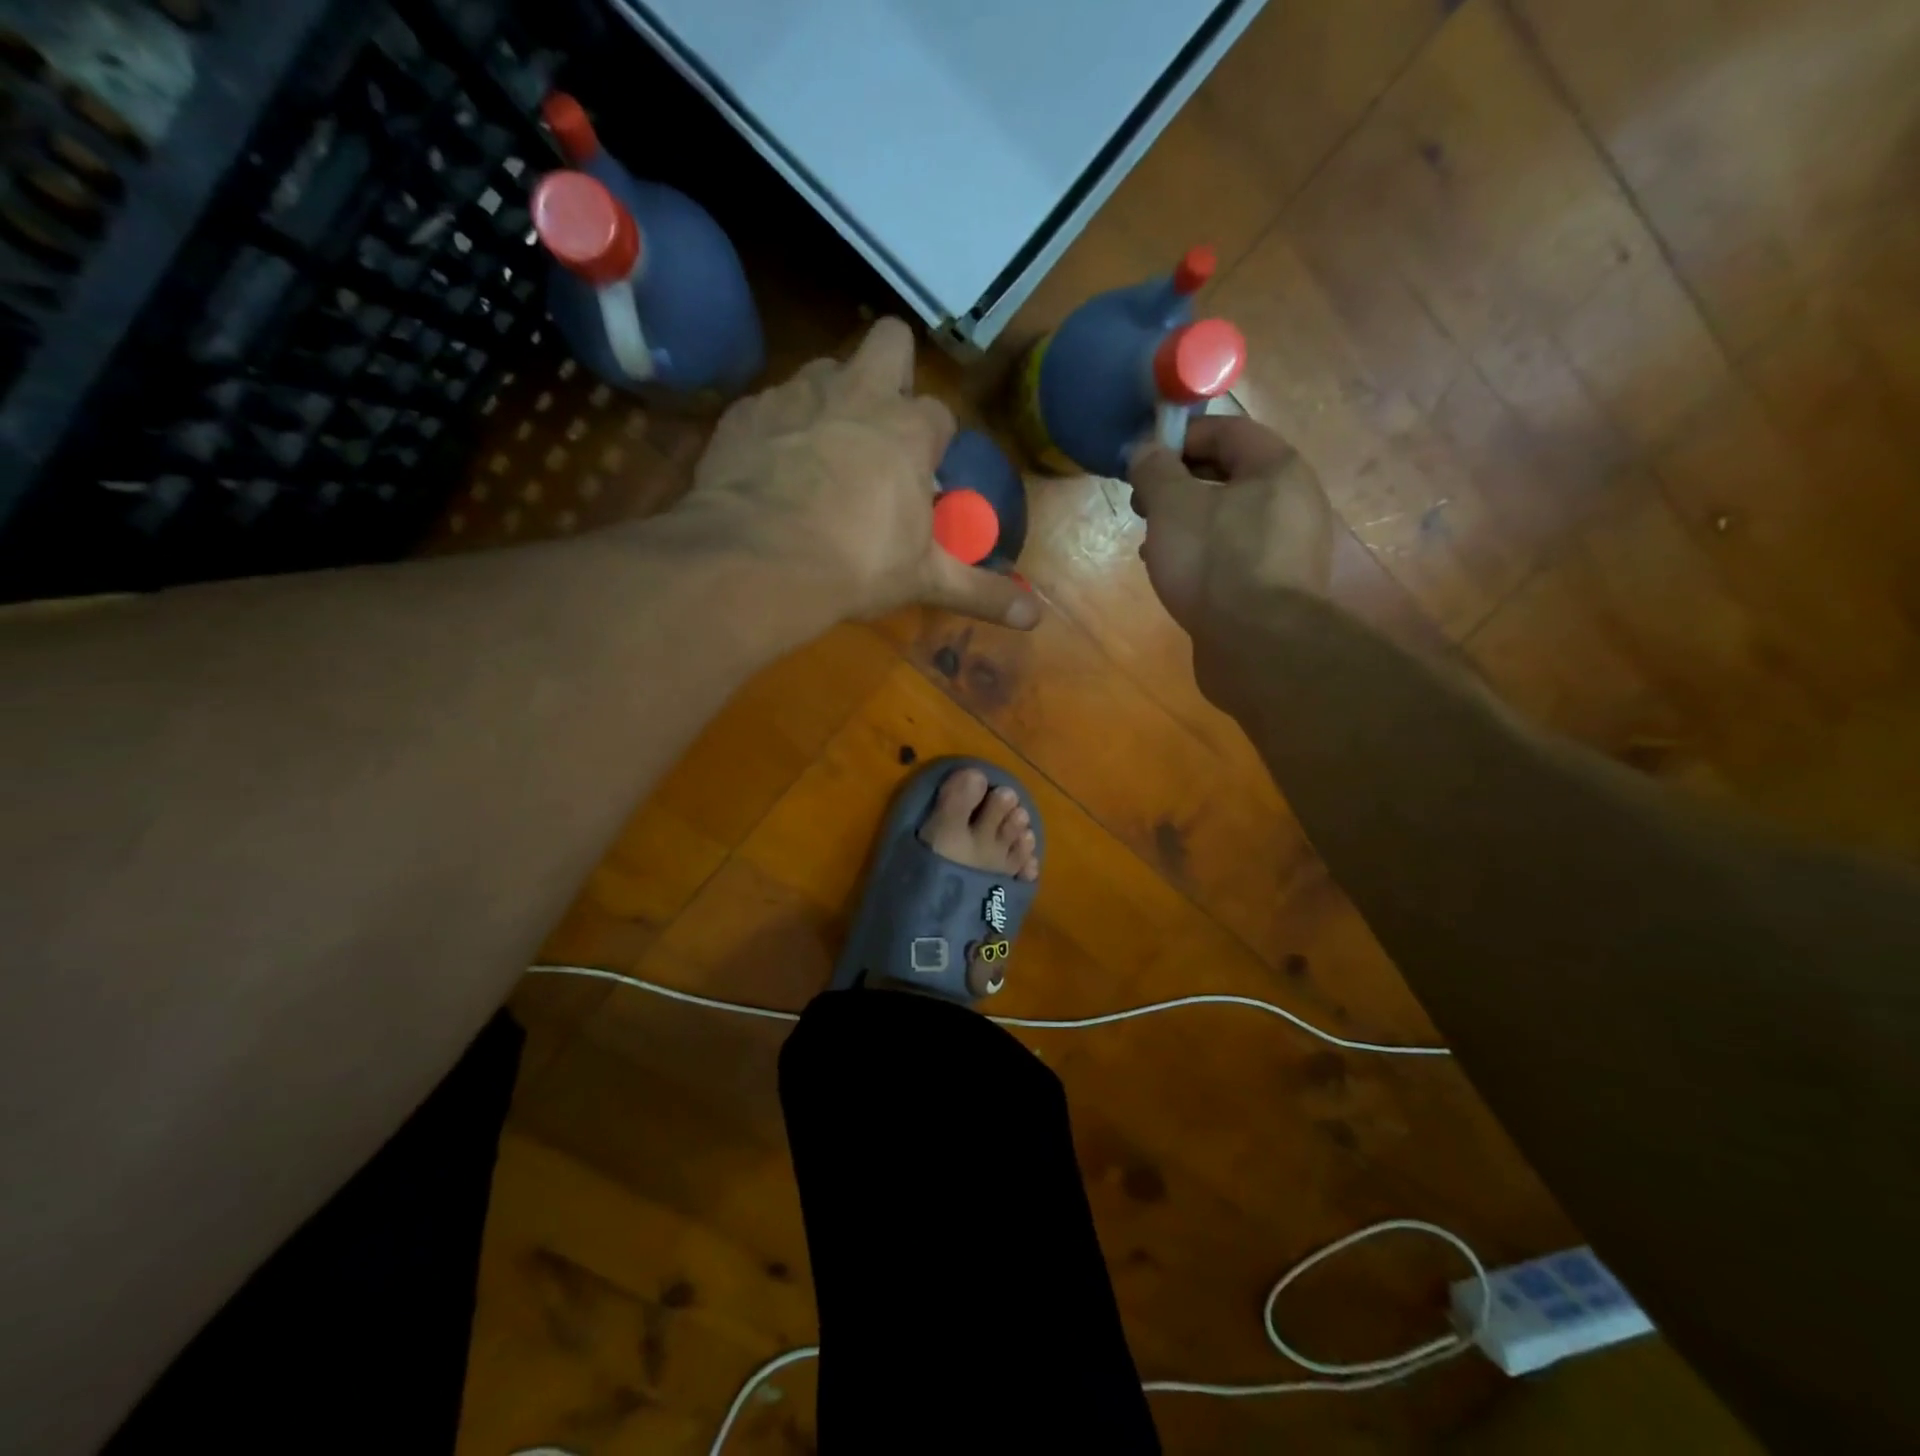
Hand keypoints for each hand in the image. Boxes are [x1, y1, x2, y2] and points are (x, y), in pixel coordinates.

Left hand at [683, 318, 1038, 629]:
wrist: (758, 560)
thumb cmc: (857, 564)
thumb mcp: (925, 579)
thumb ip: (981, 592)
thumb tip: (1034, 617)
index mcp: (909, 430)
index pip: (939, 414)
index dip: (934, 442)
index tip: (924, 475)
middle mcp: (856, 393)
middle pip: (889, 341)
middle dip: (892, 370)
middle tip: (879, 426)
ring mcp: (796, 394)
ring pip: (824, 368)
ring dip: (831, 398)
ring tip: (822, 450)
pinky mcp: (746, 411)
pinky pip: (769, 403)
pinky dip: (777, 427)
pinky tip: (770, 466)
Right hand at [1126, 416, 1334, 640]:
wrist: (1258, 646)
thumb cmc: (1215, 563)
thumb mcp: (1172, 506)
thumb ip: (1155, 470)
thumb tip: (1145, 450)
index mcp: (1277, 468)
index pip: (1227, 430)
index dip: (1180, 437)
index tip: (1142, 459)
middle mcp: (1294, 501)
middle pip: (1229, 475)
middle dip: (1179, 485)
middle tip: (1141, 504)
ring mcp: (1290, 547)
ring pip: (1229, 519)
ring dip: (1186, 523)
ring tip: (1151, 543)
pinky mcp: (1277, 587)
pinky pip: (1235, 555)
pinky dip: (1203, 555)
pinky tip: (1174, 575)